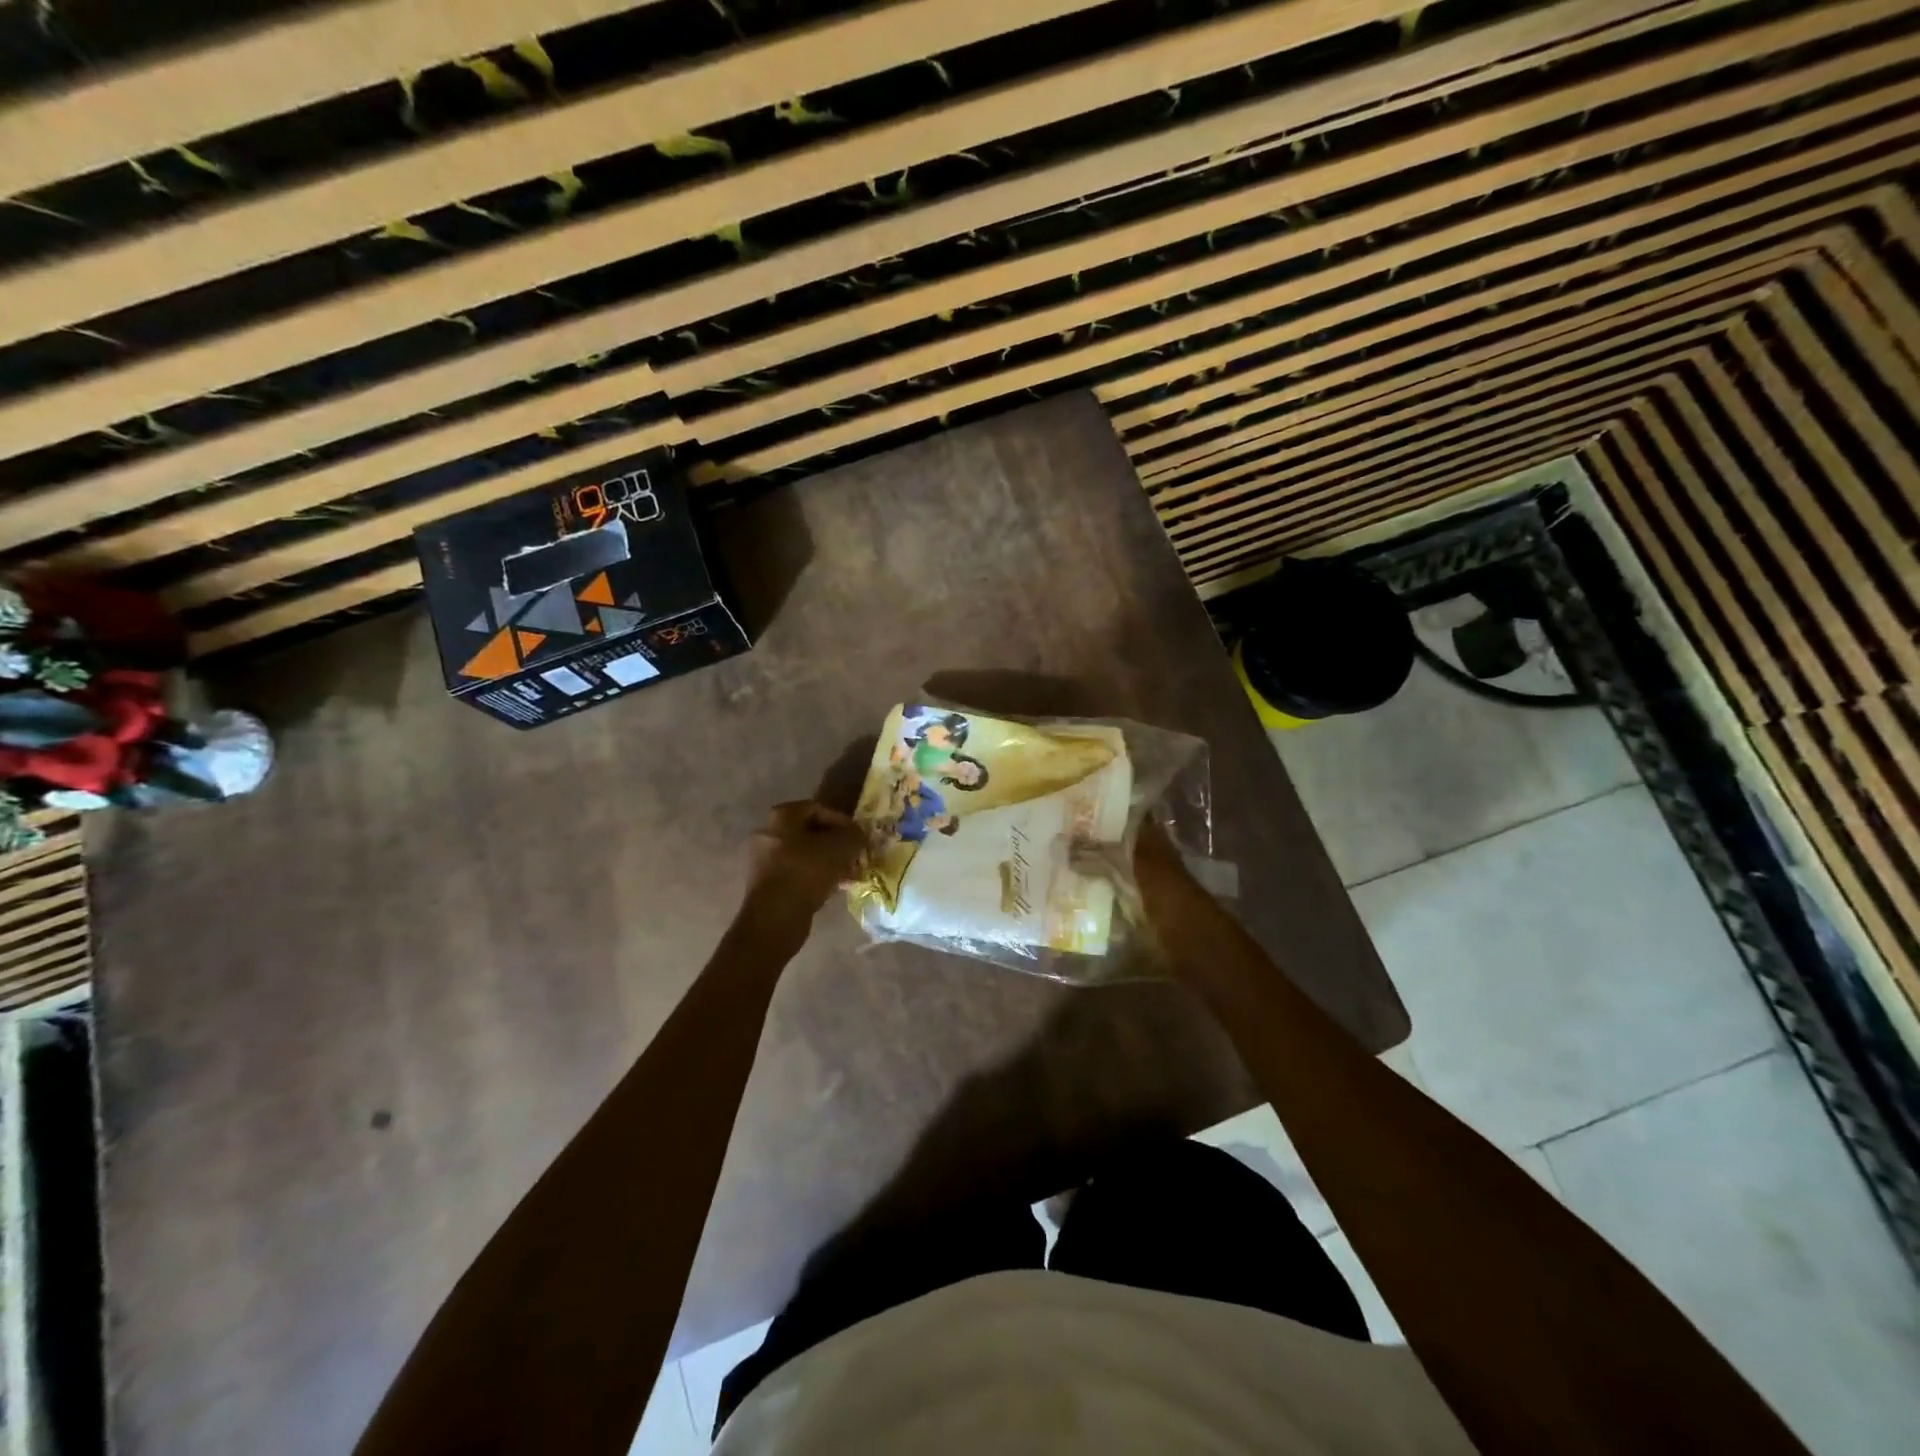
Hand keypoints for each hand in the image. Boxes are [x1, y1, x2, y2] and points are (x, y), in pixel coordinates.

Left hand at [746, 801, 865, 917]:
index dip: (842, 821)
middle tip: (855, 856)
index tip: (858, 836)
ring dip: (829, 863)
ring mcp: (764, 860)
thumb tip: (859, 835)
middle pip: (810, 833)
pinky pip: (797, 874)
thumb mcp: (839, 848)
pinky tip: (835, 889)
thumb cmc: (806, 872)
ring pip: (805, 855)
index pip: (817, 809)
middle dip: (836, 844)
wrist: (774, 917)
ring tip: (849, 875)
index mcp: (781, 817)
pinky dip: (816, 877)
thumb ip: (853, 836)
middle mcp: (768, 834)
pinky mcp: (766, 884)